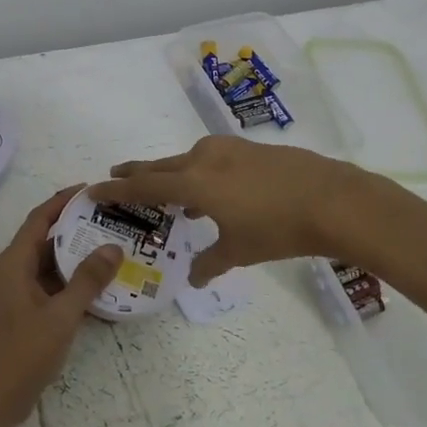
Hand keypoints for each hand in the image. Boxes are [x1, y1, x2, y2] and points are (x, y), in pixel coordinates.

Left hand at [0, 186, 123, 426]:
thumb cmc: (22, 354)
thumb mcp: (61, 316)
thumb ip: (87, 280)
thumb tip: (113, 247)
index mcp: (14, 263)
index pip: (40, 218)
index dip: (63, 200)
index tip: (91, 189)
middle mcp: (12, 271)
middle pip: (45, 239)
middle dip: (76, 228)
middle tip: (110, 220)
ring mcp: (15, 294)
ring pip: (48, 265)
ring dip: (75, 258)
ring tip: (111, 249)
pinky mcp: (21, 314)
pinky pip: (49, 288)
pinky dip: (70, 284)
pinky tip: (99, 289)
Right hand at [90, 136, 374, 285]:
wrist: (332, 199)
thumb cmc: (278, 228)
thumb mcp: (240, 250)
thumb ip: (211, 262)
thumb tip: (196, 277)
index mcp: (194, 181)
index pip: (144, 186)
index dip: (117, 190)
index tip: (93, 188)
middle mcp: (205, 158)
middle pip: (161, 165)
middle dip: (137, 173)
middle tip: (117, 176)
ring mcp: (229, 149)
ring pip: (188, 161)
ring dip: (173, 175)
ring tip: (168, 192)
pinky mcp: (250, 149)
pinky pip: (212, 160)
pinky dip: (200, 174)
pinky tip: (213, 192)